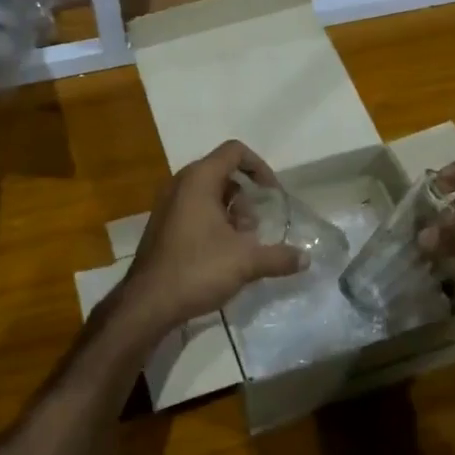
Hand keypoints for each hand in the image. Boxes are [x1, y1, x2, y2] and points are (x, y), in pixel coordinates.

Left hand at [116, 140, 303, 333]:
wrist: (148, 302)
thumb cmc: (197, 270)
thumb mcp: (246, 262)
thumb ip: (279, 257)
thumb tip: (306, 259)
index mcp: (198, 180)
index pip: (234, 151)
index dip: (259, 167)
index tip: (272, 194)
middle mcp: (180, 184)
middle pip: (223, 174)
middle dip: (245, 199)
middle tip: (253, 229)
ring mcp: (168, 205)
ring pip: (209, 195)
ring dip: (231, 214)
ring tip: (240, 246)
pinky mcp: (163, 225)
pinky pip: (194, 211)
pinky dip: (213, 223)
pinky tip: (222, 255)